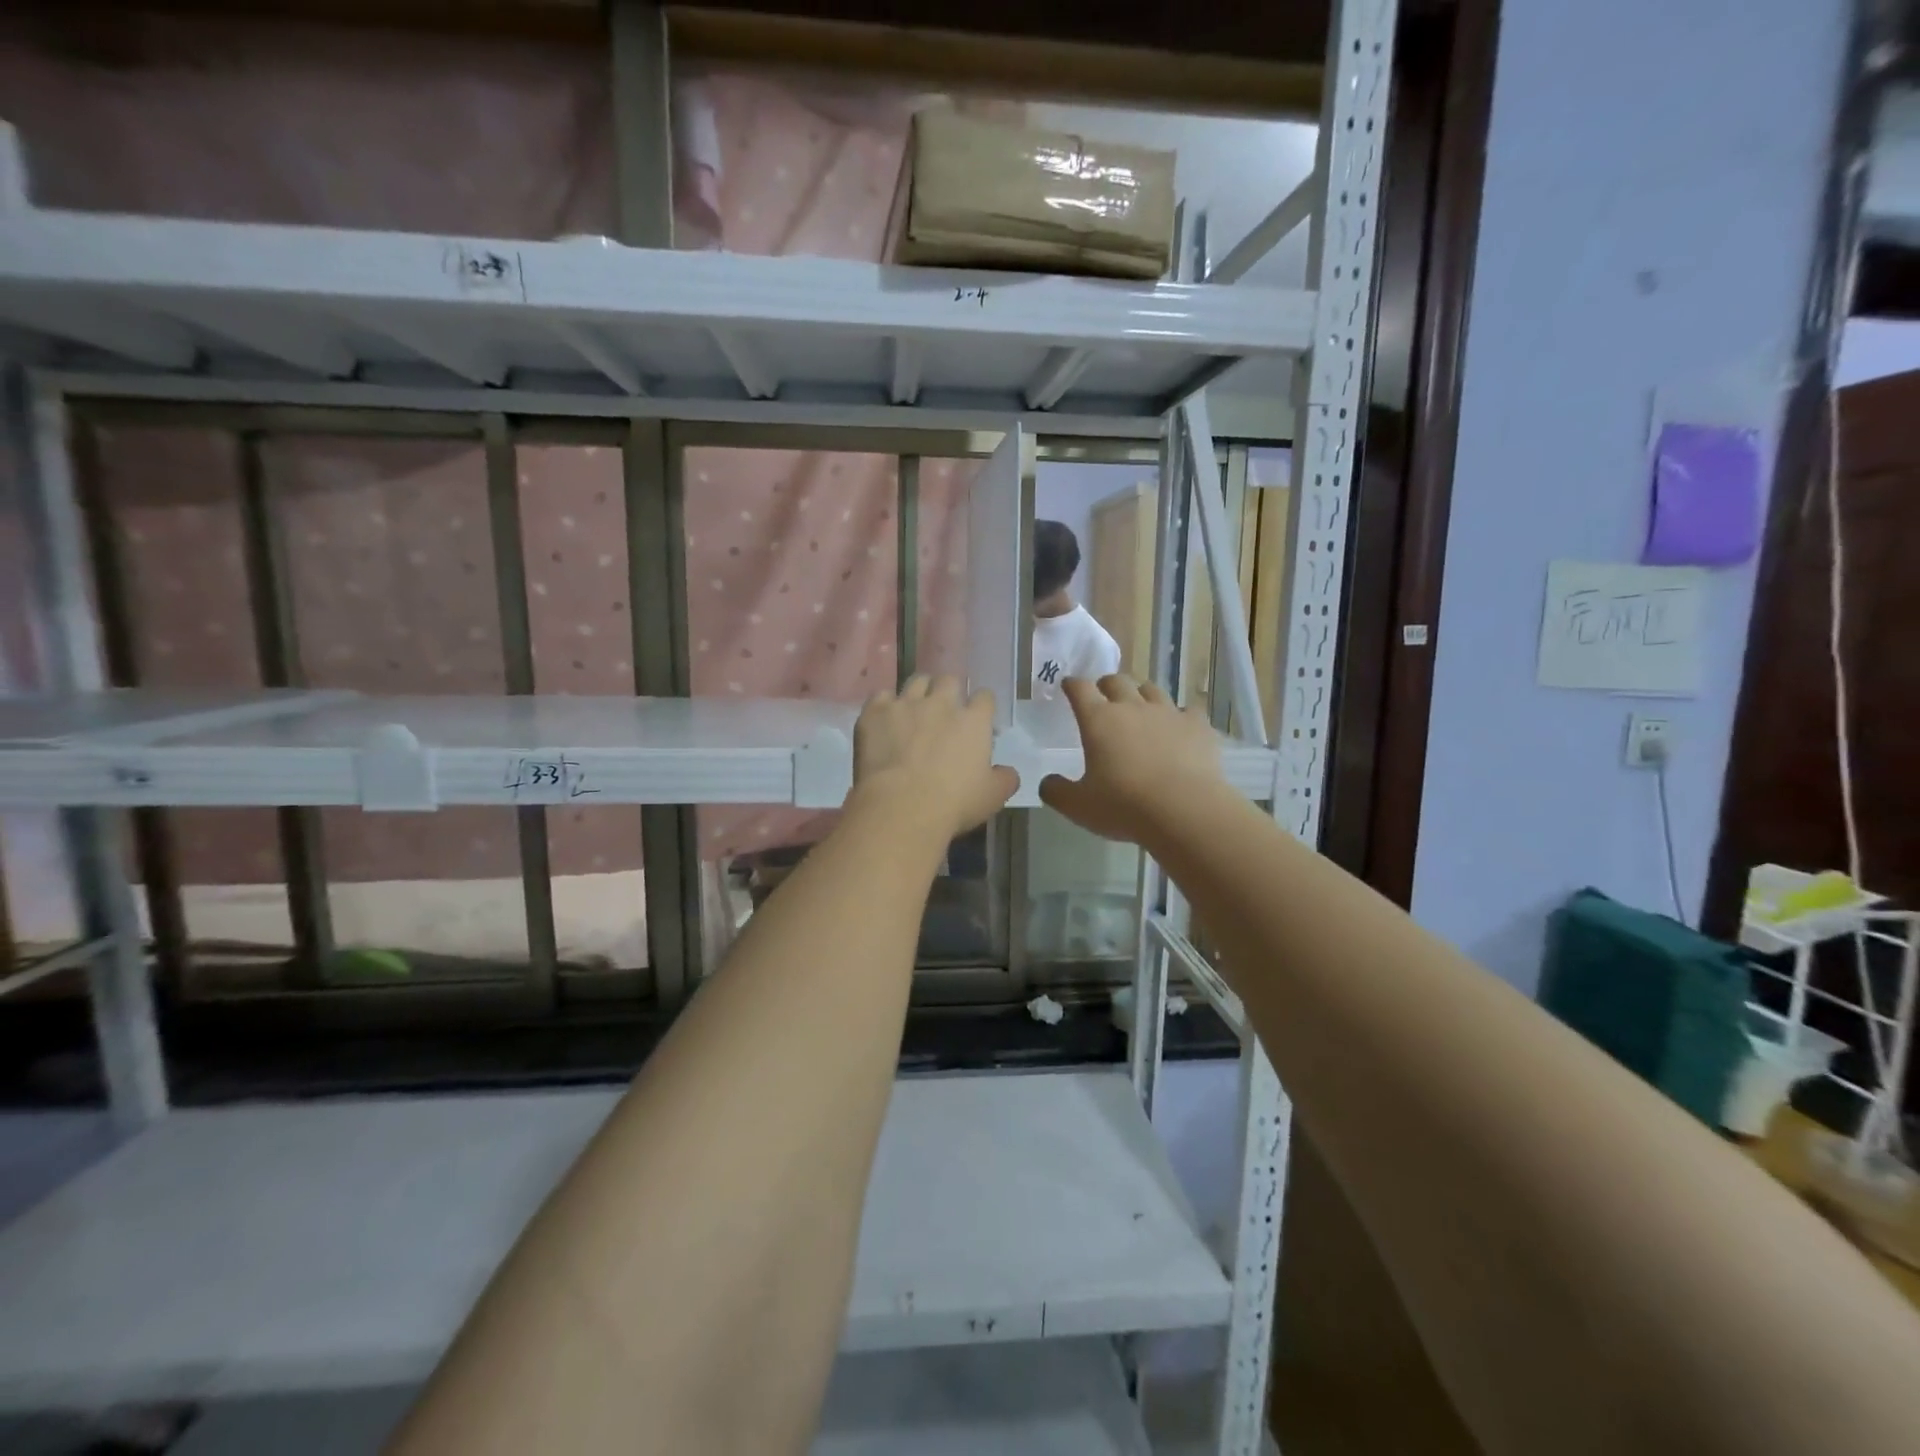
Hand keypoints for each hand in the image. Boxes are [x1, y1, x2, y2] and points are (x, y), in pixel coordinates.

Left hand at [851, 676, 1018, 839]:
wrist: (901, 807)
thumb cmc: (954, 803)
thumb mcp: (992, 797)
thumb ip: (1005, 778)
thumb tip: (1008, 772)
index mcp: (974, 720)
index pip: (984, 697)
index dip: (981, 706)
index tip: (977, 719)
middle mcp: (941, 702)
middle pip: (949, 680)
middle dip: (949, 691)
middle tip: (944, 712)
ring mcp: (906, 704)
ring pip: (916, 681)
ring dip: (919, 692)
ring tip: (914, 710)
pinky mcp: (875, 712)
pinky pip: (881, 696)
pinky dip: (885, 706)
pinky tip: (884, 721)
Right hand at [1040, 675, 1224, 844]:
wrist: (1184, 810)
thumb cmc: (1124, 806)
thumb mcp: (1078, 806)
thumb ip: (1056, 791)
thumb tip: (1048, 782)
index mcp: (1098, 720)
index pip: (1080, 689)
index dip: (1072, 685)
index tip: (1068, 686)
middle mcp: (1132, 707)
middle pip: (1116, 681)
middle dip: (1106, 684)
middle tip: (1103, 695)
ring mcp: (1168, 713)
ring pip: (1152, 689)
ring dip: (1141, 694)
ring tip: (1140, 707)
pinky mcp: (1197, 726)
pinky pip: (1188, 710)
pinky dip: (1180, 716)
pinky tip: (1179, 727)